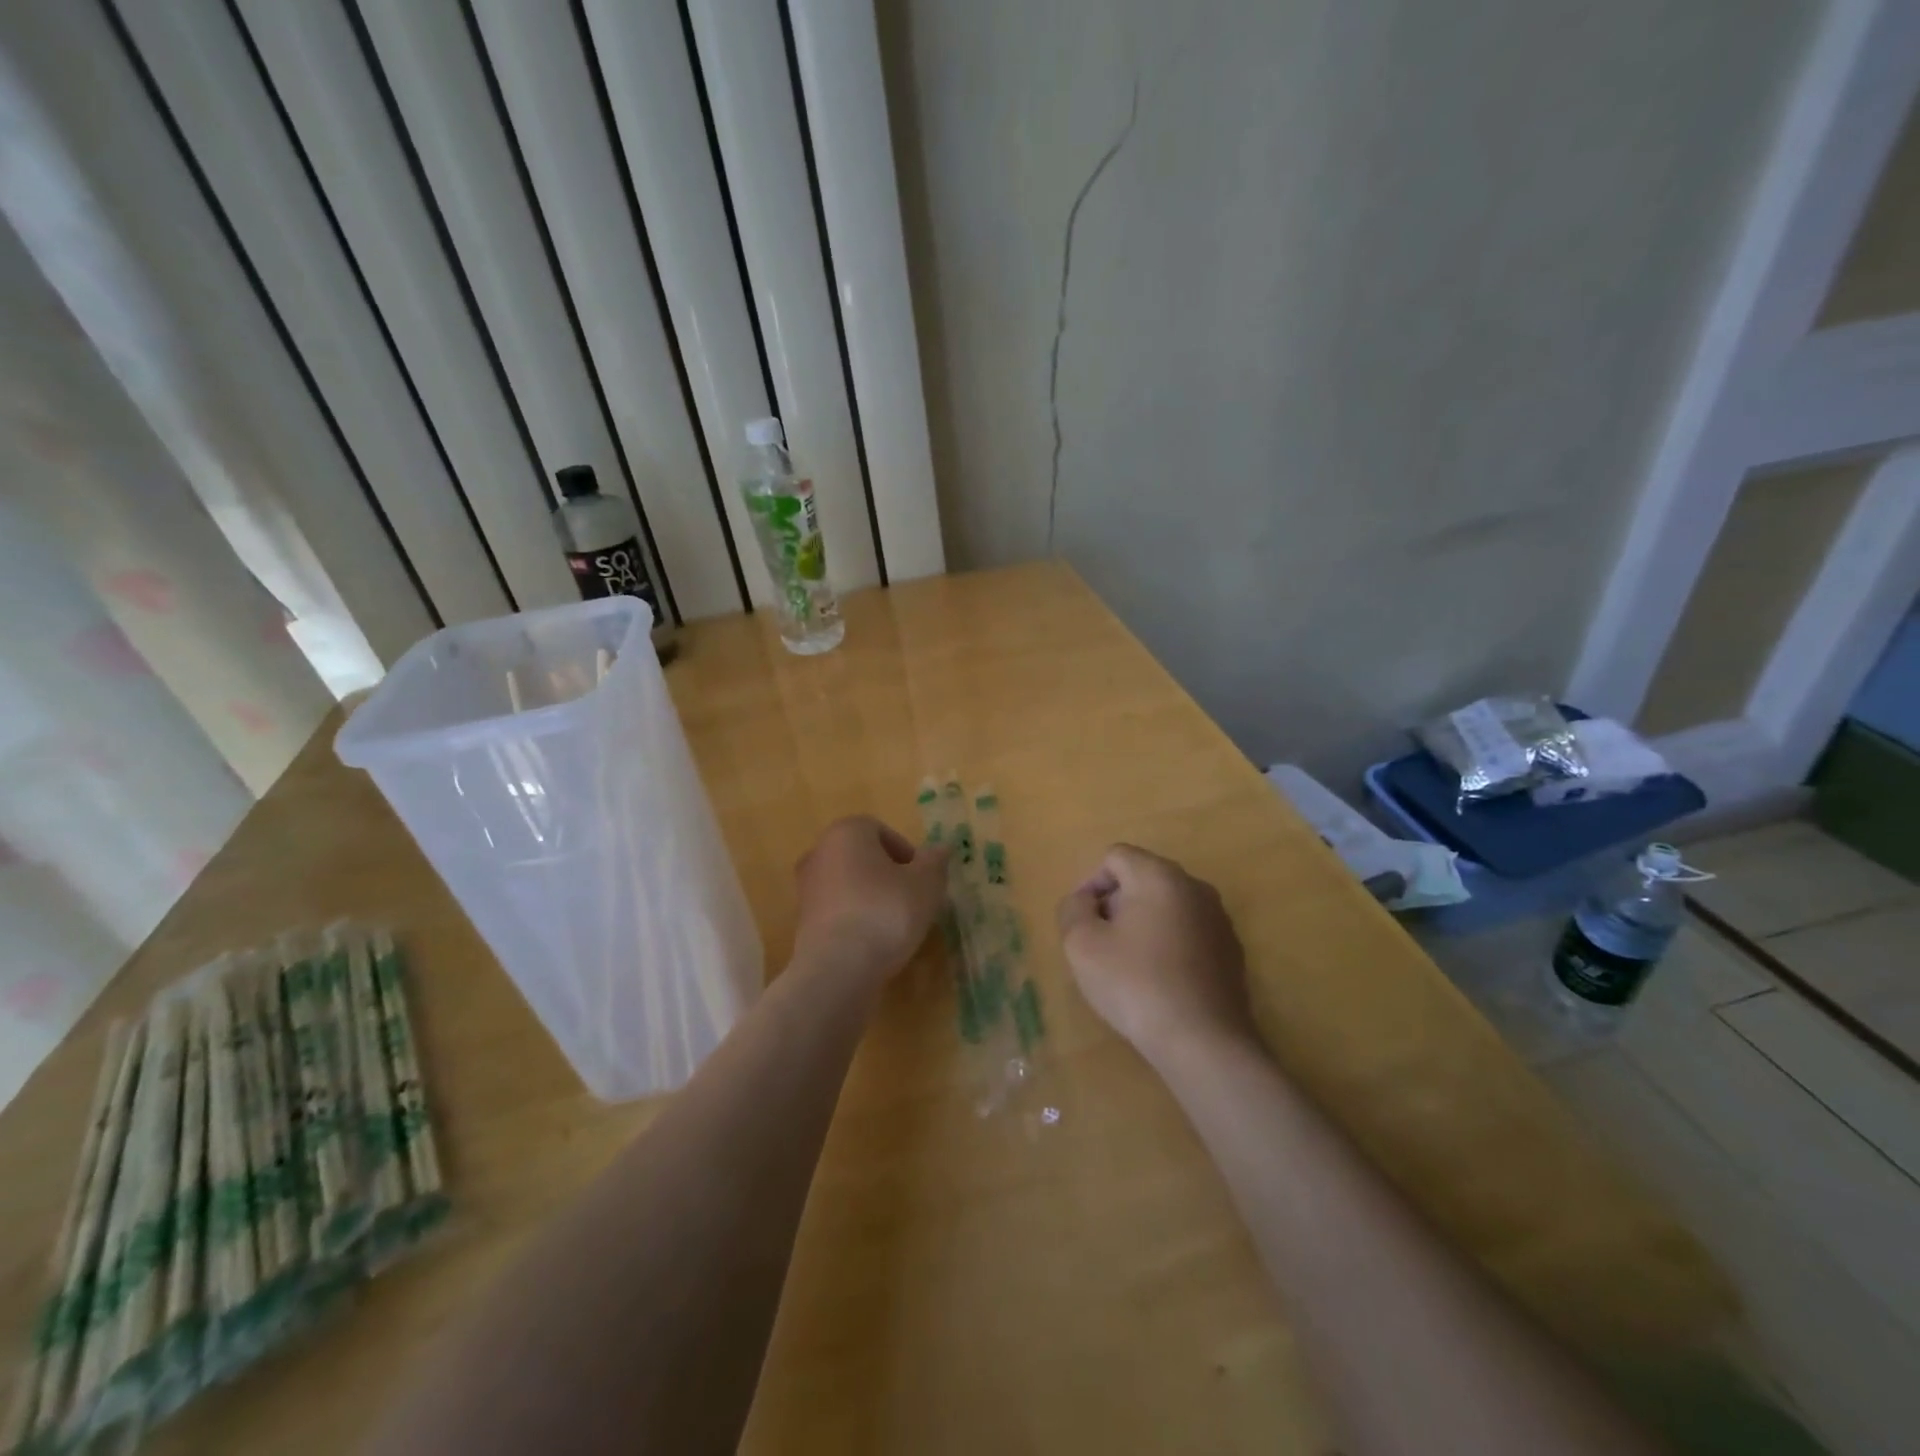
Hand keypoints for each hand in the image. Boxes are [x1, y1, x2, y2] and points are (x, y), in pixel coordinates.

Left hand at [792, 816, 949, 986]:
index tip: (922, 880)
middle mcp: (820, 851)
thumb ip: (935, 862)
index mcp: (847, 831)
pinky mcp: (802, 921)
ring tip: (895, 925)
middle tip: (913, 900)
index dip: (906, 853)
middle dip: (889, 875)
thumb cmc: (886, 912)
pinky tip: (873, 942)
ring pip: (849, 884)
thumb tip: (941, 848)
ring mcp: (806, 887)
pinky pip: (838, 911)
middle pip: (863, 857)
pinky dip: (855, 919)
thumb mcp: (926, 884)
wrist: (837, 969)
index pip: (881, 831)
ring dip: (872, 898)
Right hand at [1056, 845, 1258, 1067]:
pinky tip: (1161, 983)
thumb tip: (1085, 901)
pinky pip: (1189, 933)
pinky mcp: (1232, 951)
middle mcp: (1194, 886)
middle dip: (1116, 904)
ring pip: (1167, 906)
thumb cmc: (1135, 984)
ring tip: (1130, 967)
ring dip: (1143, 925)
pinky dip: (1169, 946)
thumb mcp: (1082, 944)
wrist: (1204, 1042)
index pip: (1115, 857)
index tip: (1084, 923)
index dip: (1091, 884)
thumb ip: (1073, 909)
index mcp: (1159, 875)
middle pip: (1143, 878)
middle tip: (1102, 945)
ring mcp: (1219, 919)